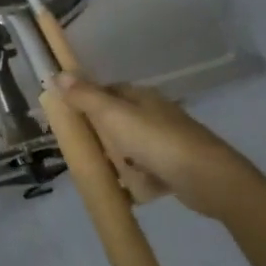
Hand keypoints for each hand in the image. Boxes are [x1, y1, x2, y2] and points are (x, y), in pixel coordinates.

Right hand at [53, 74, 256, 218]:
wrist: (207, 178)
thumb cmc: (156, 141)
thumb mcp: (113, 115)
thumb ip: (85, 96)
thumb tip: (57, 74)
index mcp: (142, 97)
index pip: (108, 91)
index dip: (87, 101)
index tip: (69, 117)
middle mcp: (156, 114)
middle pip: (118, 120)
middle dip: (100, 135)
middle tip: (81, 149)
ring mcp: (168, 141)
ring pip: (132, 146)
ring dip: (117, 158)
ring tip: (101, 172)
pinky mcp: (176, 166)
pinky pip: (147, 170)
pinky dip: (136, 179)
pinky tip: (127, 190)